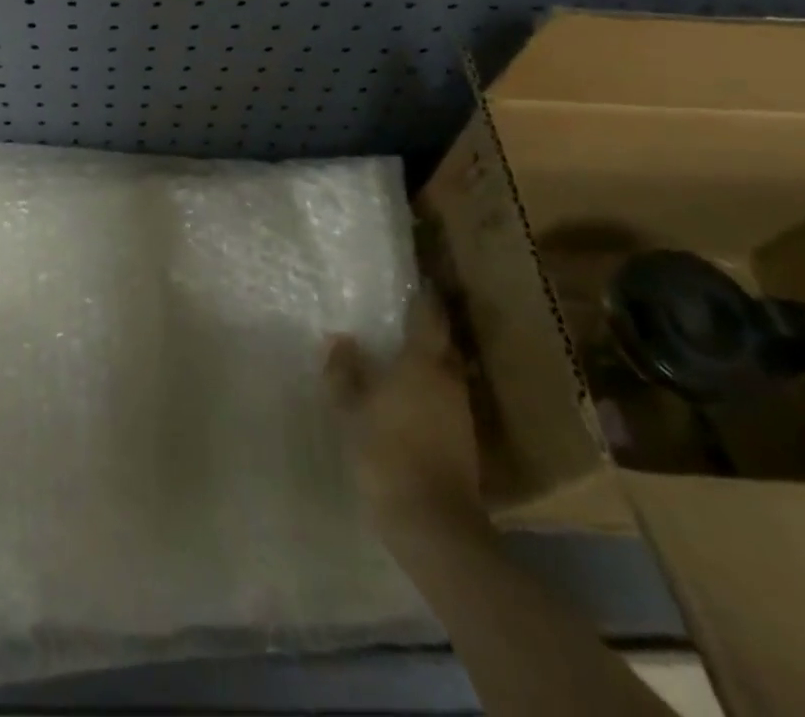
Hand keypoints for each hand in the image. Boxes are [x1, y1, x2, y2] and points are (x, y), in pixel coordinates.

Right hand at [325, 292, 484, 536]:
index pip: (429, 316)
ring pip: (448, 372)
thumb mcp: (352, 409)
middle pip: (444, 344)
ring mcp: (462, 411)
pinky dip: (434, 391)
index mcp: (423, 362)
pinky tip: (414, 397)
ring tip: (405, 355)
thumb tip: (339, 339)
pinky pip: (448, 399)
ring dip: (432, 361)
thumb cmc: (388, 452)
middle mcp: (449, 379)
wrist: (434, 524)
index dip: (423, 297)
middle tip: (405, 318)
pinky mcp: (465, 441)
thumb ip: (345, 372)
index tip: (416, 280)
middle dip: (429, 329)